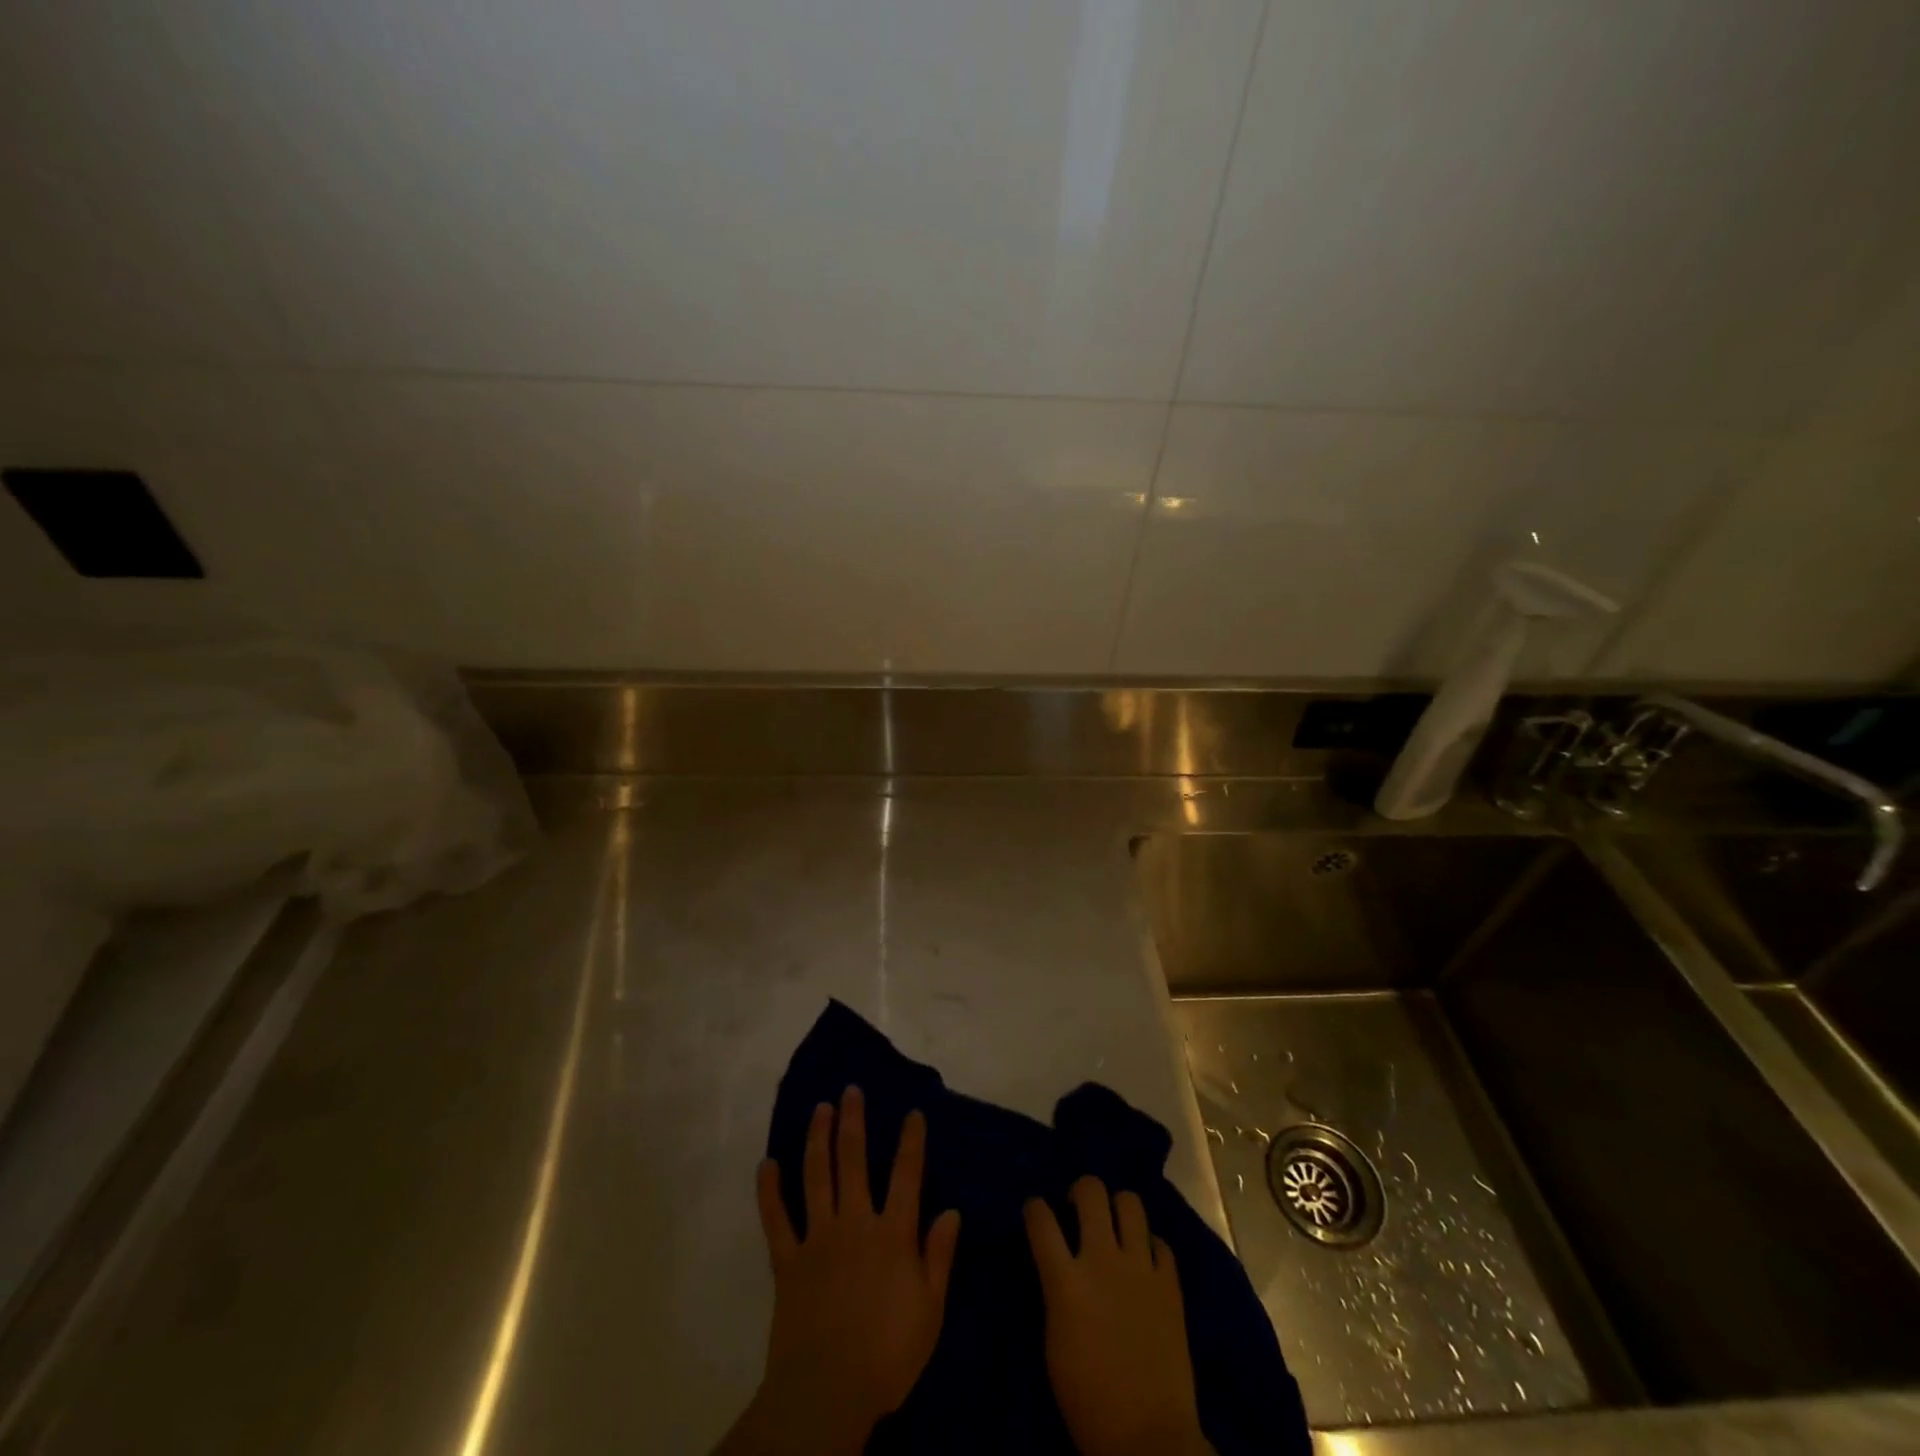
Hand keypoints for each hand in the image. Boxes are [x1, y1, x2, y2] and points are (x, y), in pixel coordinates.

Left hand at [719, 1087, 961, 1455]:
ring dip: (816, 1139)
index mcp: (892, 1234)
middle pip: (853, 1161)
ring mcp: (818, 1238)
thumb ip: (939, 1256)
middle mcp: (854, 1223)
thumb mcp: (930, 1310)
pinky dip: (769, 1191)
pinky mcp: (787, 1261)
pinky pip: (776, 1220)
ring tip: (819, 1109)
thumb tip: (951, 1211)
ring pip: (815, 1177)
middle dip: (853, 1122)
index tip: (912, 1112)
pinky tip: (767, 1164)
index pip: (906, 1175)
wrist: (828, 1392)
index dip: (910, 1141)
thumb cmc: (888, 1354)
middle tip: (850, 1090)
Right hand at [1025, 1177, 1213, 1455]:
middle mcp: (1103, 1260)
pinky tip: (1143, 1262)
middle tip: (1078, 1208)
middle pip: (1091, 1191)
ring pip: (1130, 1203)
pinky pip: (1160, 1242)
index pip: (1040, 1218)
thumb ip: (1055, 1290)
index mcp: (1066, 1281)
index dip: (1034, 1207)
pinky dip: (1149, 1246)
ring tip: (1114, 1225)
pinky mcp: (1171, 1283)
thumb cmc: (1088, 1400)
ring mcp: (1141, 1268)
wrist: (1149, 1439)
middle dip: (1080, 1190)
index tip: (1035, 1212)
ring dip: (1118, 1208)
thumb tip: (1057, 1262)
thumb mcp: (1054, 1343)